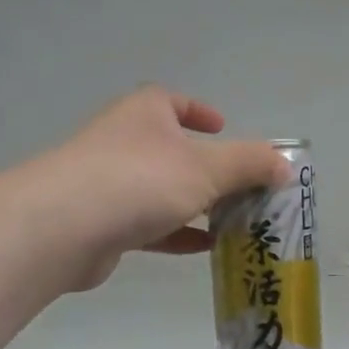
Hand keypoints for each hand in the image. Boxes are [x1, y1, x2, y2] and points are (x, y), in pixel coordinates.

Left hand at [35, 86, 287, 291]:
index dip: (199, 111)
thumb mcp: (209, 168)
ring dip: (196, 204)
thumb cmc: (141, 180)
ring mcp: (110, 184)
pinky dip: (178, 233)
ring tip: (234, 221)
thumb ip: (250, 165)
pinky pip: (151, 224)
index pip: (172, 102)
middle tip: (243, 187)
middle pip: (173, 150)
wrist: (64, 227)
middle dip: (208, 168)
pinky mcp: (104, 224)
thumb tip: (285, 166)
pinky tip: (205, 247)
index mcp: (146, 114)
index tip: (222, 126)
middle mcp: (125, 142)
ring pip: (163, 190)